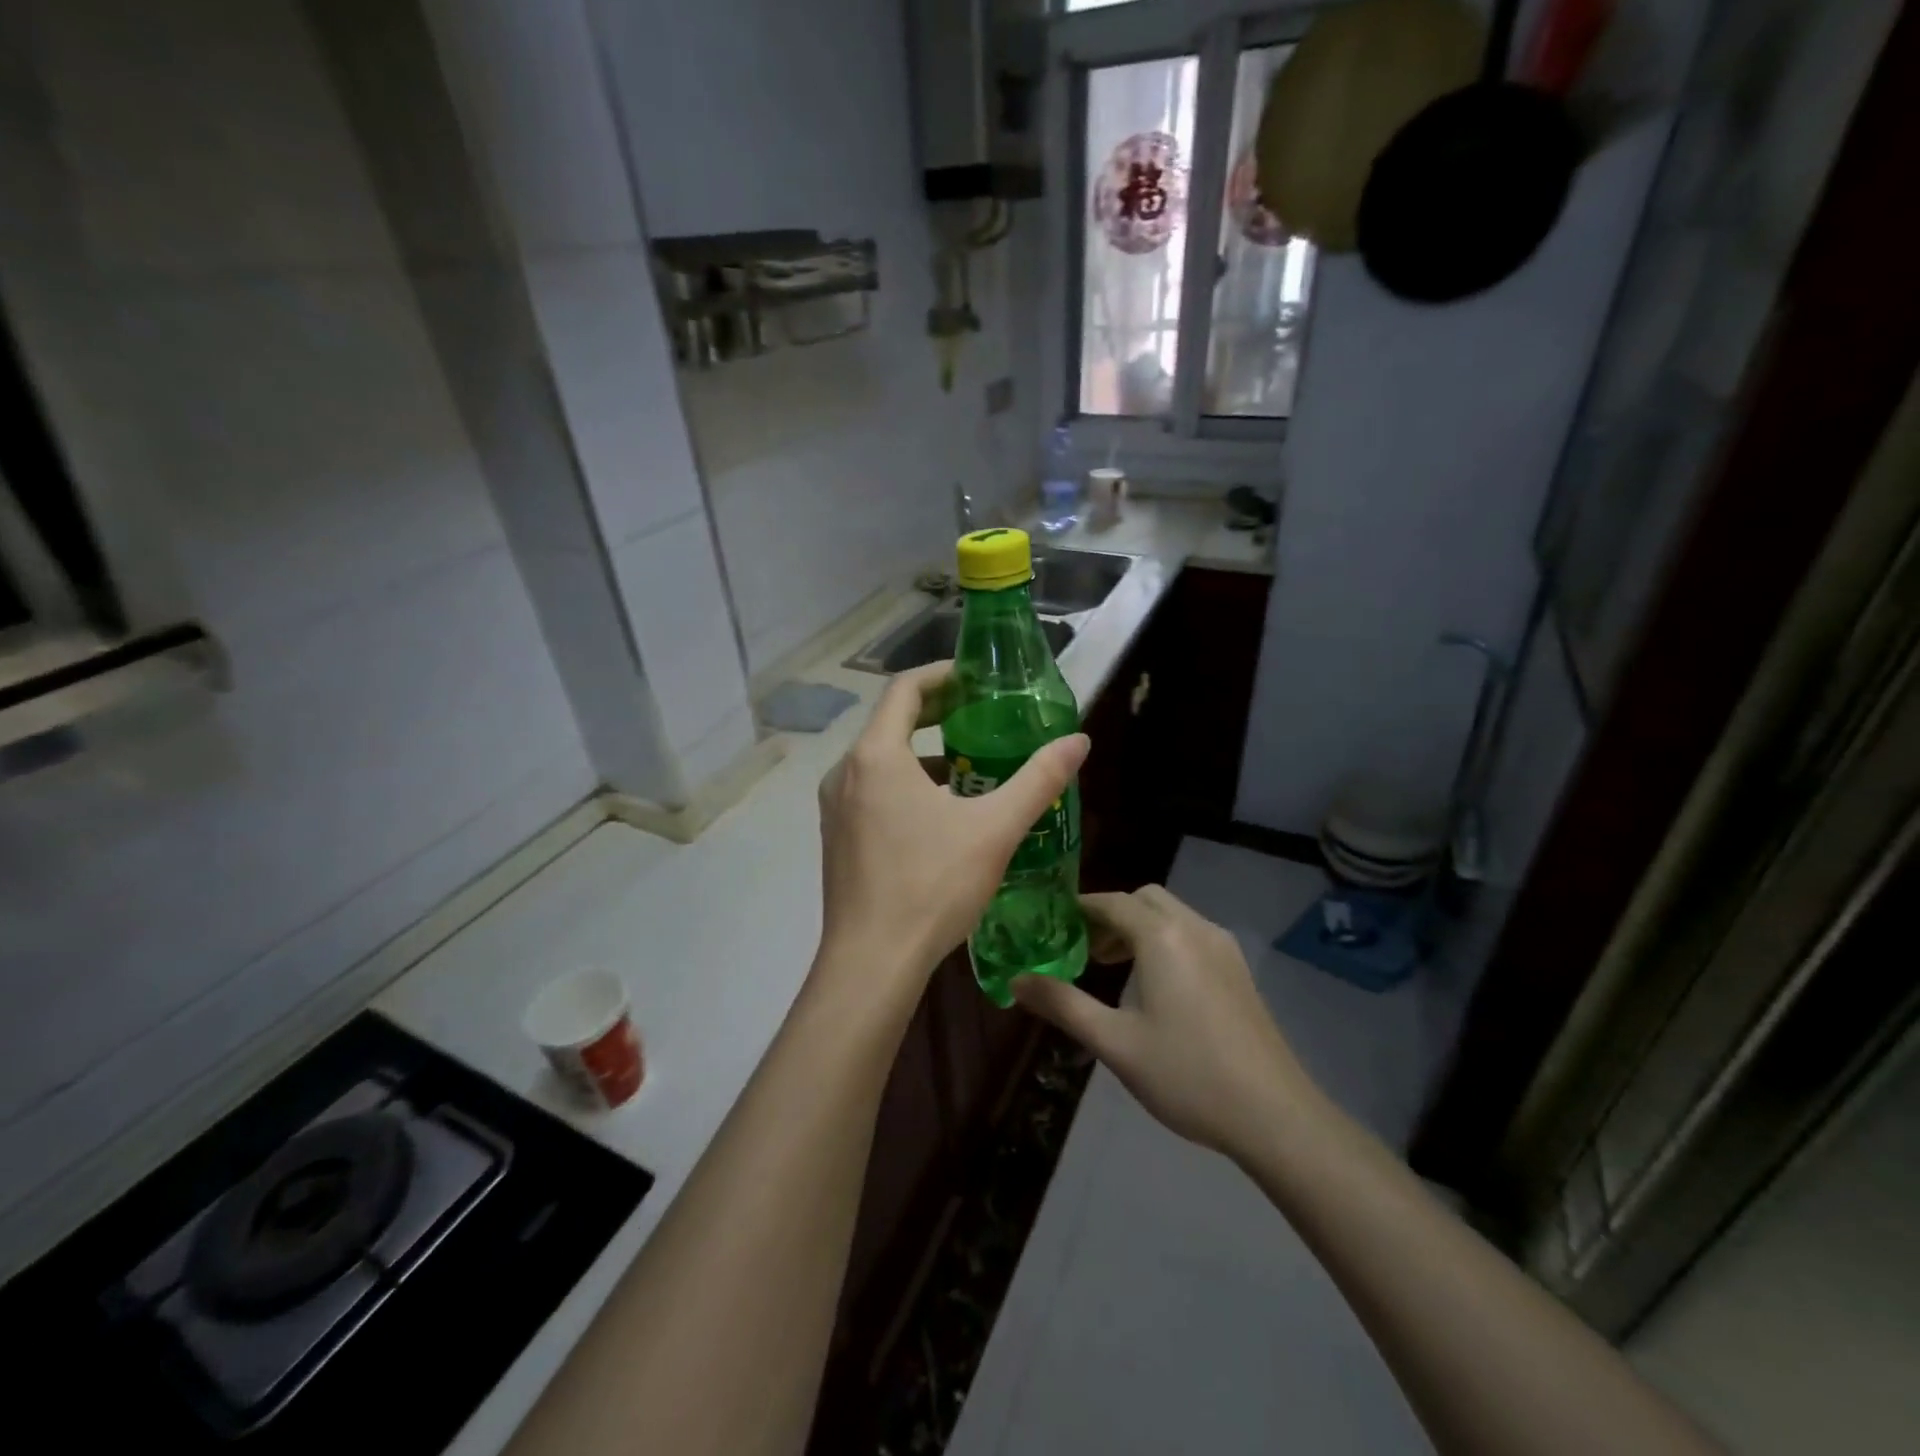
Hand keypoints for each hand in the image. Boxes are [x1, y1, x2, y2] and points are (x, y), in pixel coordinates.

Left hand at [815, 663, 1088, 1005]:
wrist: (872, 962)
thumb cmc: (932, 886)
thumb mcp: (995, 830)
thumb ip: (1039, 780)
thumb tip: (1078, 741)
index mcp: (876, 756)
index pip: (904, 689)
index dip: (941, 675)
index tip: (976, 678)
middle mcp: (845, 772)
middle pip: (889, 722)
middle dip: (935, 713)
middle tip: (979, 715)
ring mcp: (835, 807)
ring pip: (880, 761)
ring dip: (921, 753)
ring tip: (968, 766)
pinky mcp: (835, 837)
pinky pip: (870, 791)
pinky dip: (903, 784)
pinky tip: (938, 815)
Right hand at [1013, 886, 1316, 1161]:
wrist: (1275, 1115)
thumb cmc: (1186, 1074)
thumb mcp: (1114, 1043)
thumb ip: (1062, 1005)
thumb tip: (1015, 981)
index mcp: (1162, 937)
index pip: (1111, 902)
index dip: (1079, 908)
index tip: (1052, 924)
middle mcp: (1195, 928)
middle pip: (1144, 899)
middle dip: (1111, 915)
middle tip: (1085, 951)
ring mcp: (1223, 947)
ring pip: (1171, 915)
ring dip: (1139, 927)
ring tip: (1115, 969)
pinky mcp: (1239, 970)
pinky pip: (1192, 934)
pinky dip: (1165, 941)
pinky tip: (1158, 987)